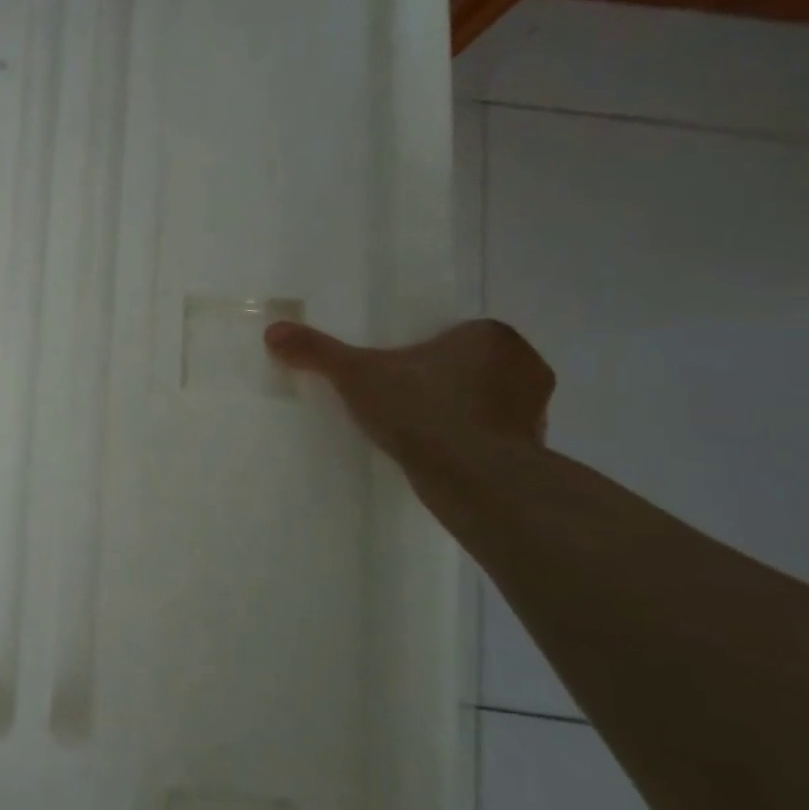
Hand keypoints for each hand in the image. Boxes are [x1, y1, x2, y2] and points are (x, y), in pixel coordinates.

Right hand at [265, 317, 555, 461]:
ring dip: (462, 413)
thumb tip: (273, 331)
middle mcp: (524, 365)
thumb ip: (318, 351)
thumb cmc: (422, 410)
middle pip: (473, 366)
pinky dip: (473, 444)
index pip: (455, 334)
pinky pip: (495, 438)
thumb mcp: (356, 375)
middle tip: (404, 398)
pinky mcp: (535, 450)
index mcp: (490, 335)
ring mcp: (535, 411)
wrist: (475, 478)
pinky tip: (440, 457)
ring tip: (420, 431)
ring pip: (488, 402)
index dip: (425, 350)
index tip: (398, 369)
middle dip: (444, 381)